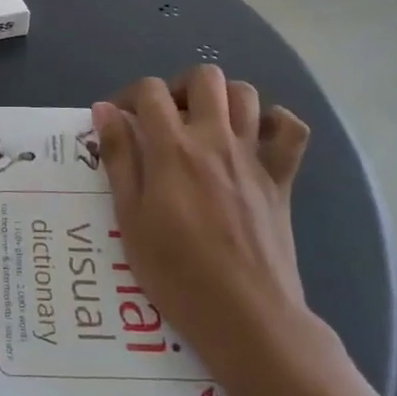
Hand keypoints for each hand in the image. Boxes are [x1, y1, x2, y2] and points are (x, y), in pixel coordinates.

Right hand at [94, 67, 317, 379]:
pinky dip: (274, 123)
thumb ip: (119, 158)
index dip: (130, 97)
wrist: (248, 318)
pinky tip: (254, 139)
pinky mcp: (281, 178)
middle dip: (179, 87)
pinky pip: (291, 130)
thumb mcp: (131, 219)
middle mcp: (215, 140)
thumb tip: (105, 110)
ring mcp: (253, 156)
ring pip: (246, 93)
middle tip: (166, 120)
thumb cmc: (177, 274)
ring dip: (222, 99)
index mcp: (173, 149)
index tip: (121, 121)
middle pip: (205, 77)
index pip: (149, 91)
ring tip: (205, 126)